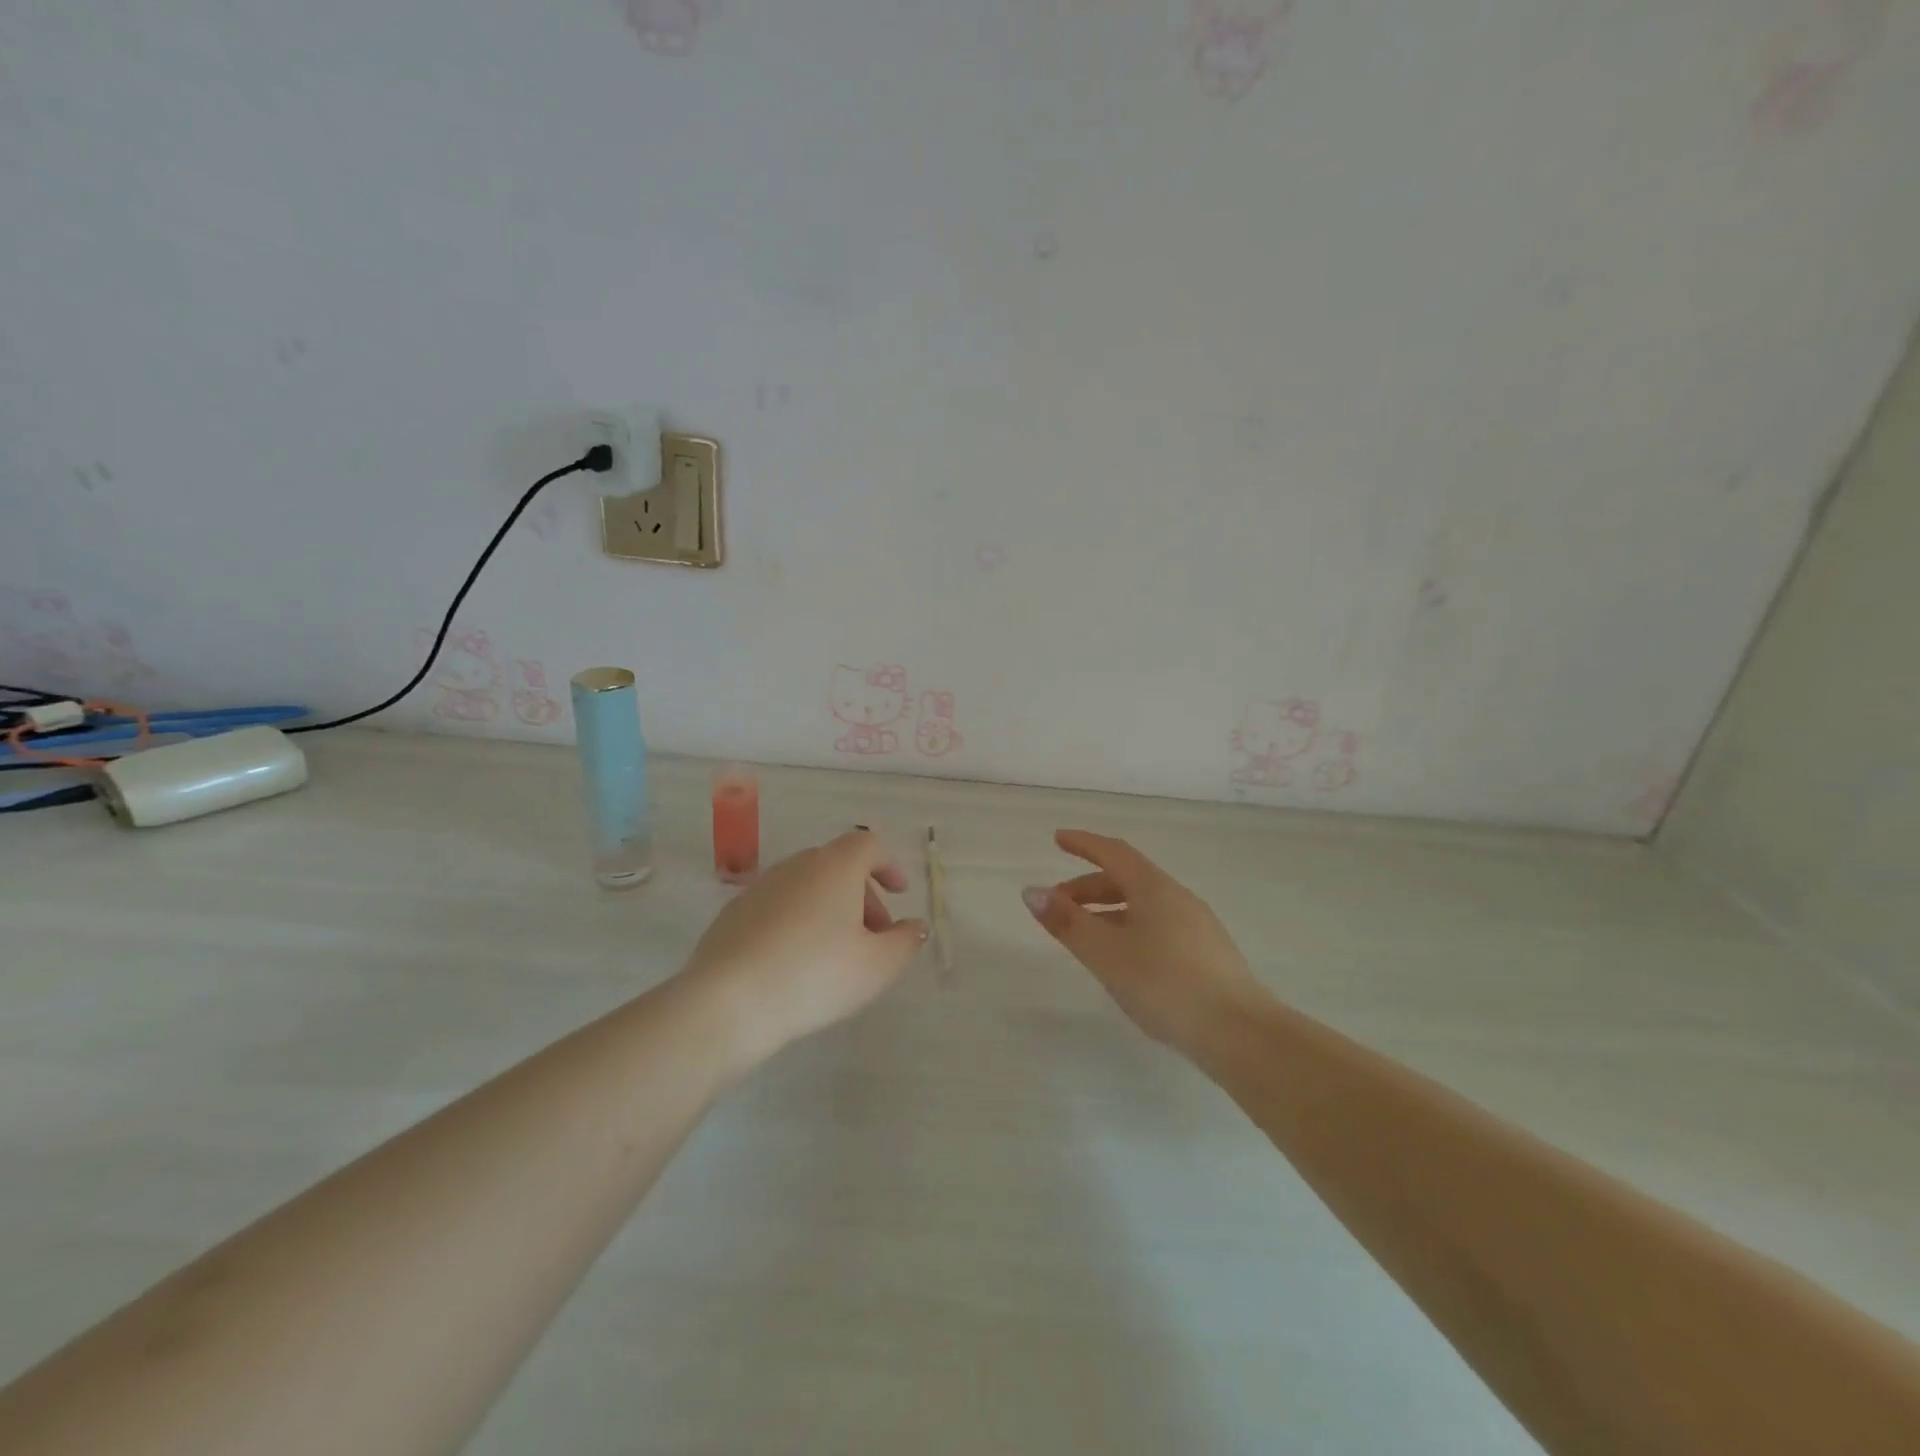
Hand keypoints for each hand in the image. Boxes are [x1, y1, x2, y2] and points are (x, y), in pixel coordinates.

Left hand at [680, 829, 927, 1070]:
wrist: (727, 1003)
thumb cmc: (815, 976)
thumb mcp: (878, 967)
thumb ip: (906, 942)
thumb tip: (914, 926)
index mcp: (834, 867)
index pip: (868, 845)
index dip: (888, 865)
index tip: (900, 894)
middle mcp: (796, 866)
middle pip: (837, 866)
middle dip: (862, 894)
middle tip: (874, 935)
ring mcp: (759, 888)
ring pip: (806, 887)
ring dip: (829, 909)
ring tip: (836, 954)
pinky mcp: (732, 915)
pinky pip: (778, 907)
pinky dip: (797, 922)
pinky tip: (796, 963)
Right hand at [1024, 830, 1269, 1054]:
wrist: (1240, 1034)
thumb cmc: (1165, 985)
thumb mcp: (1106, 954)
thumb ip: (1068, 922)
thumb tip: (1032, 891)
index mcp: (1155, 888)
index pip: (1114, 852)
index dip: (1084, 843)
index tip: (1058, 839)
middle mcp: (1177, 898)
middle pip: (1127, 878)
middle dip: (1088, 886)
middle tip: (1057, 905)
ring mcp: (1196, 925)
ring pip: (1142, 905)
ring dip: (1107, 910)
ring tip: (1083, 935)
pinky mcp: (1206, 954)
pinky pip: (1157, 925)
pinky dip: (1128, 928)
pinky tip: (1122, 960)